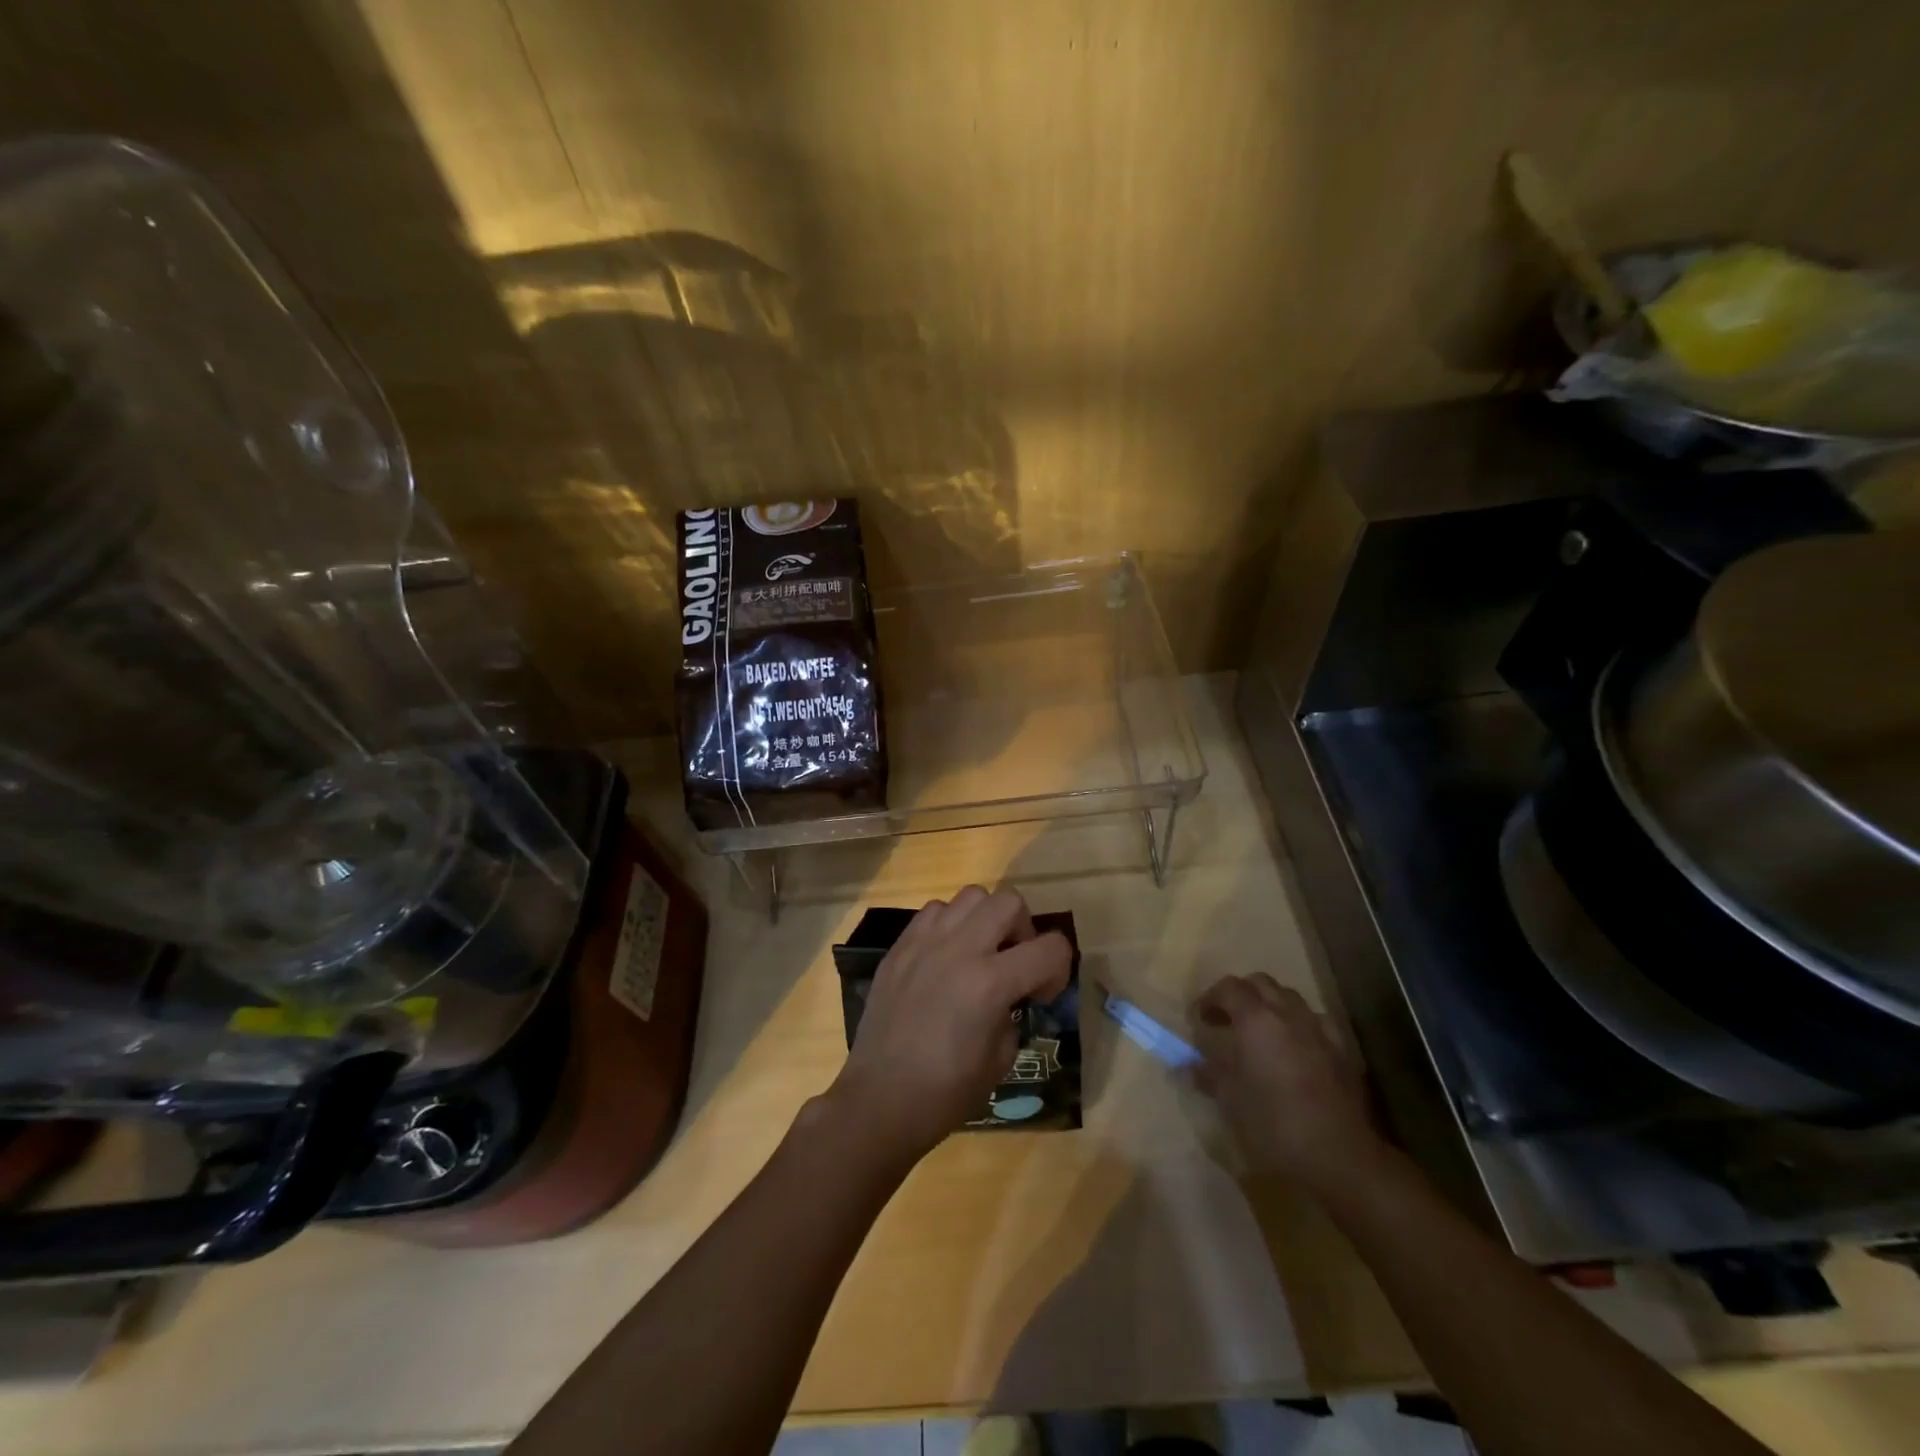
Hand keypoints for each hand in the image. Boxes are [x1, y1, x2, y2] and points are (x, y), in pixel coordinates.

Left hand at [825, 887, 1071, 1167]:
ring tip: (978, 953)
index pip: (1051, 947)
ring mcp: (925, 942)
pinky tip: (945, 957)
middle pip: (1010, 902)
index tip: (1042, 994)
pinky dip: (950, 924)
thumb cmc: (946, 1091)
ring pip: (971, 896)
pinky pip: (935, 911)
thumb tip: (1012, 994)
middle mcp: (960, 949)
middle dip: (1023, 930)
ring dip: (985, 920)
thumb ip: (1014, 1011)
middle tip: (1013, 963)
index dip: (1059, 968)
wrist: (881, 1099)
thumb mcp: (1001, 1057)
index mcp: (990, 983)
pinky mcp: (900, 946)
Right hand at [1190, 974, 1378, 1190]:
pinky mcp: (1341, 1050)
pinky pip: (1315, 1021)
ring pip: (1290, 998)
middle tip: (1227, 1019)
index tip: (1200, 1019)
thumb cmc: (1274, 1122)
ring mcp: (1318, 1029)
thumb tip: (1187, 1066)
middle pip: (1260, 983)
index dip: (1210, 998)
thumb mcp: (1231, 1100)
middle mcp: (1287, 1013)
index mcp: (1256, 1019)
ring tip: (1260, 1033)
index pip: (1228, 988)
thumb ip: (1209, 1075)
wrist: (1339, 1154)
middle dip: (1240, 994)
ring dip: (1270, 1005)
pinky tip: (1295, 1049)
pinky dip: (1298, 1025)